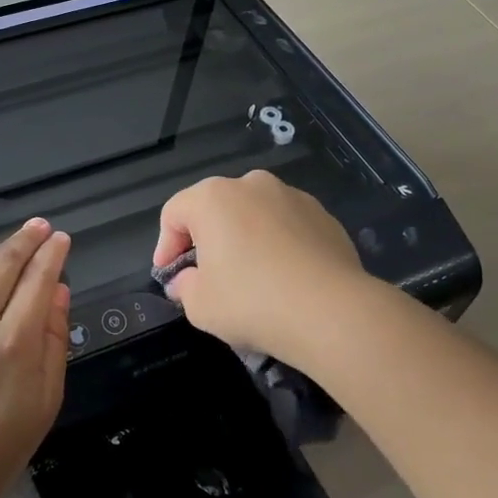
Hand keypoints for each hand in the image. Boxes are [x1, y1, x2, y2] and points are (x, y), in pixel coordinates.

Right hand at [154, 171, 369, 368]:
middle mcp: (252, 185)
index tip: (170, 276)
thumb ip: (184, 287)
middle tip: (206, 275)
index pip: (174, 213)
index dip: (166, 246)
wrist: (332, 312)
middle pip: (215, 208)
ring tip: (250, 277)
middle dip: (206, 239)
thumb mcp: (200, 305)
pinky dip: (278, 244)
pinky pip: (287, 226)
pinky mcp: (324, 215)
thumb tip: (187, 280)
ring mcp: (292, 196)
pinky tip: (284, 278)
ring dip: (244, 238)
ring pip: (254, 214)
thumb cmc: (252, 302)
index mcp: (213, 198)